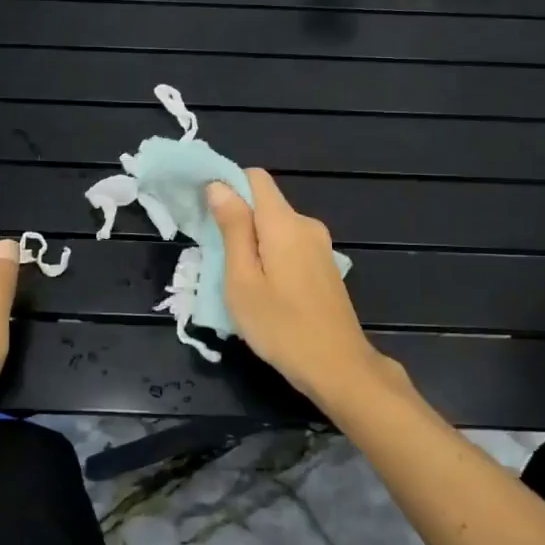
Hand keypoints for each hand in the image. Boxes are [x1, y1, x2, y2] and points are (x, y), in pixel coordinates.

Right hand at [207, 170, 392, 401]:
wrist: (338, 367)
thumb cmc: (281, 327)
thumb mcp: (243, 280)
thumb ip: (232, 229)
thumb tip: (219, 186)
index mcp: (284, 223)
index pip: (255, 178)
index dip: (227, 185)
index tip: (205, 212)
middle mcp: (306, 225)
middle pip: (265, 203)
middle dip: (237, 219)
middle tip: (214, 255)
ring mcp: (320, 246)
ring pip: (277, 227)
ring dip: (253, 241)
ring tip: (236, 278)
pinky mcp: (325, 267)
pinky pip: (290, 245)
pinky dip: (271, 255)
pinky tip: (264, 289)